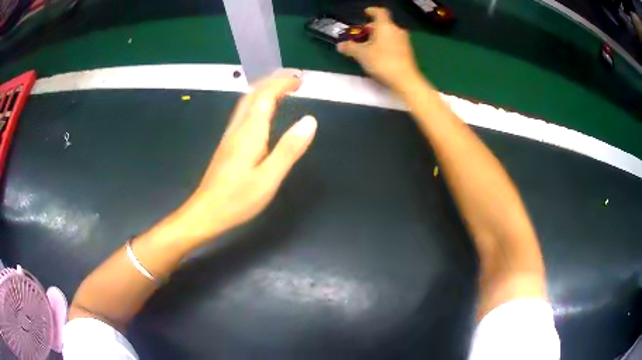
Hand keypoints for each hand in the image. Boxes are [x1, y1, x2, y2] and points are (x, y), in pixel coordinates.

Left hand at [172, 70, 316, 243]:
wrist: (205, 212)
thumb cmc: (237, 199)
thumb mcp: (269, 178)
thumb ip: (289, 149)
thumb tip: (310, 120)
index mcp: (250, 132)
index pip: (266, 96)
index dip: (282, 83)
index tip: (300, 79)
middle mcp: (238, 128)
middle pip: (253, 94)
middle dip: (273, 81)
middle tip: (294, 79)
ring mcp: (230, 136)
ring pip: (246, 103)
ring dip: (264, 90)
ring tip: (282, 89)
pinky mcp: (227, 145)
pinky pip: (243, 114)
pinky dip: (257, 103)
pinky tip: (263, 112)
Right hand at [337, 7, 419, 90]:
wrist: (405, 80)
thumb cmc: (383, 62)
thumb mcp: (361, 54)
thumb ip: (350, 48)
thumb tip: (340, 45)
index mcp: (386, 26)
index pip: (379, 12)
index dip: (372, 10)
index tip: (365, 13)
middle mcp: (397, 30)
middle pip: (383, 24)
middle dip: (371, 28)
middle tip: (361, 35)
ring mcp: (404, 41)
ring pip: (388, 33)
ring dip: (378, 37)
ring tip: (368, 46)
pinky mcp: (407, 51)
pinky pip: (393, 42)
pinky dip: (385, 44)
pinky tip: (378, 54)